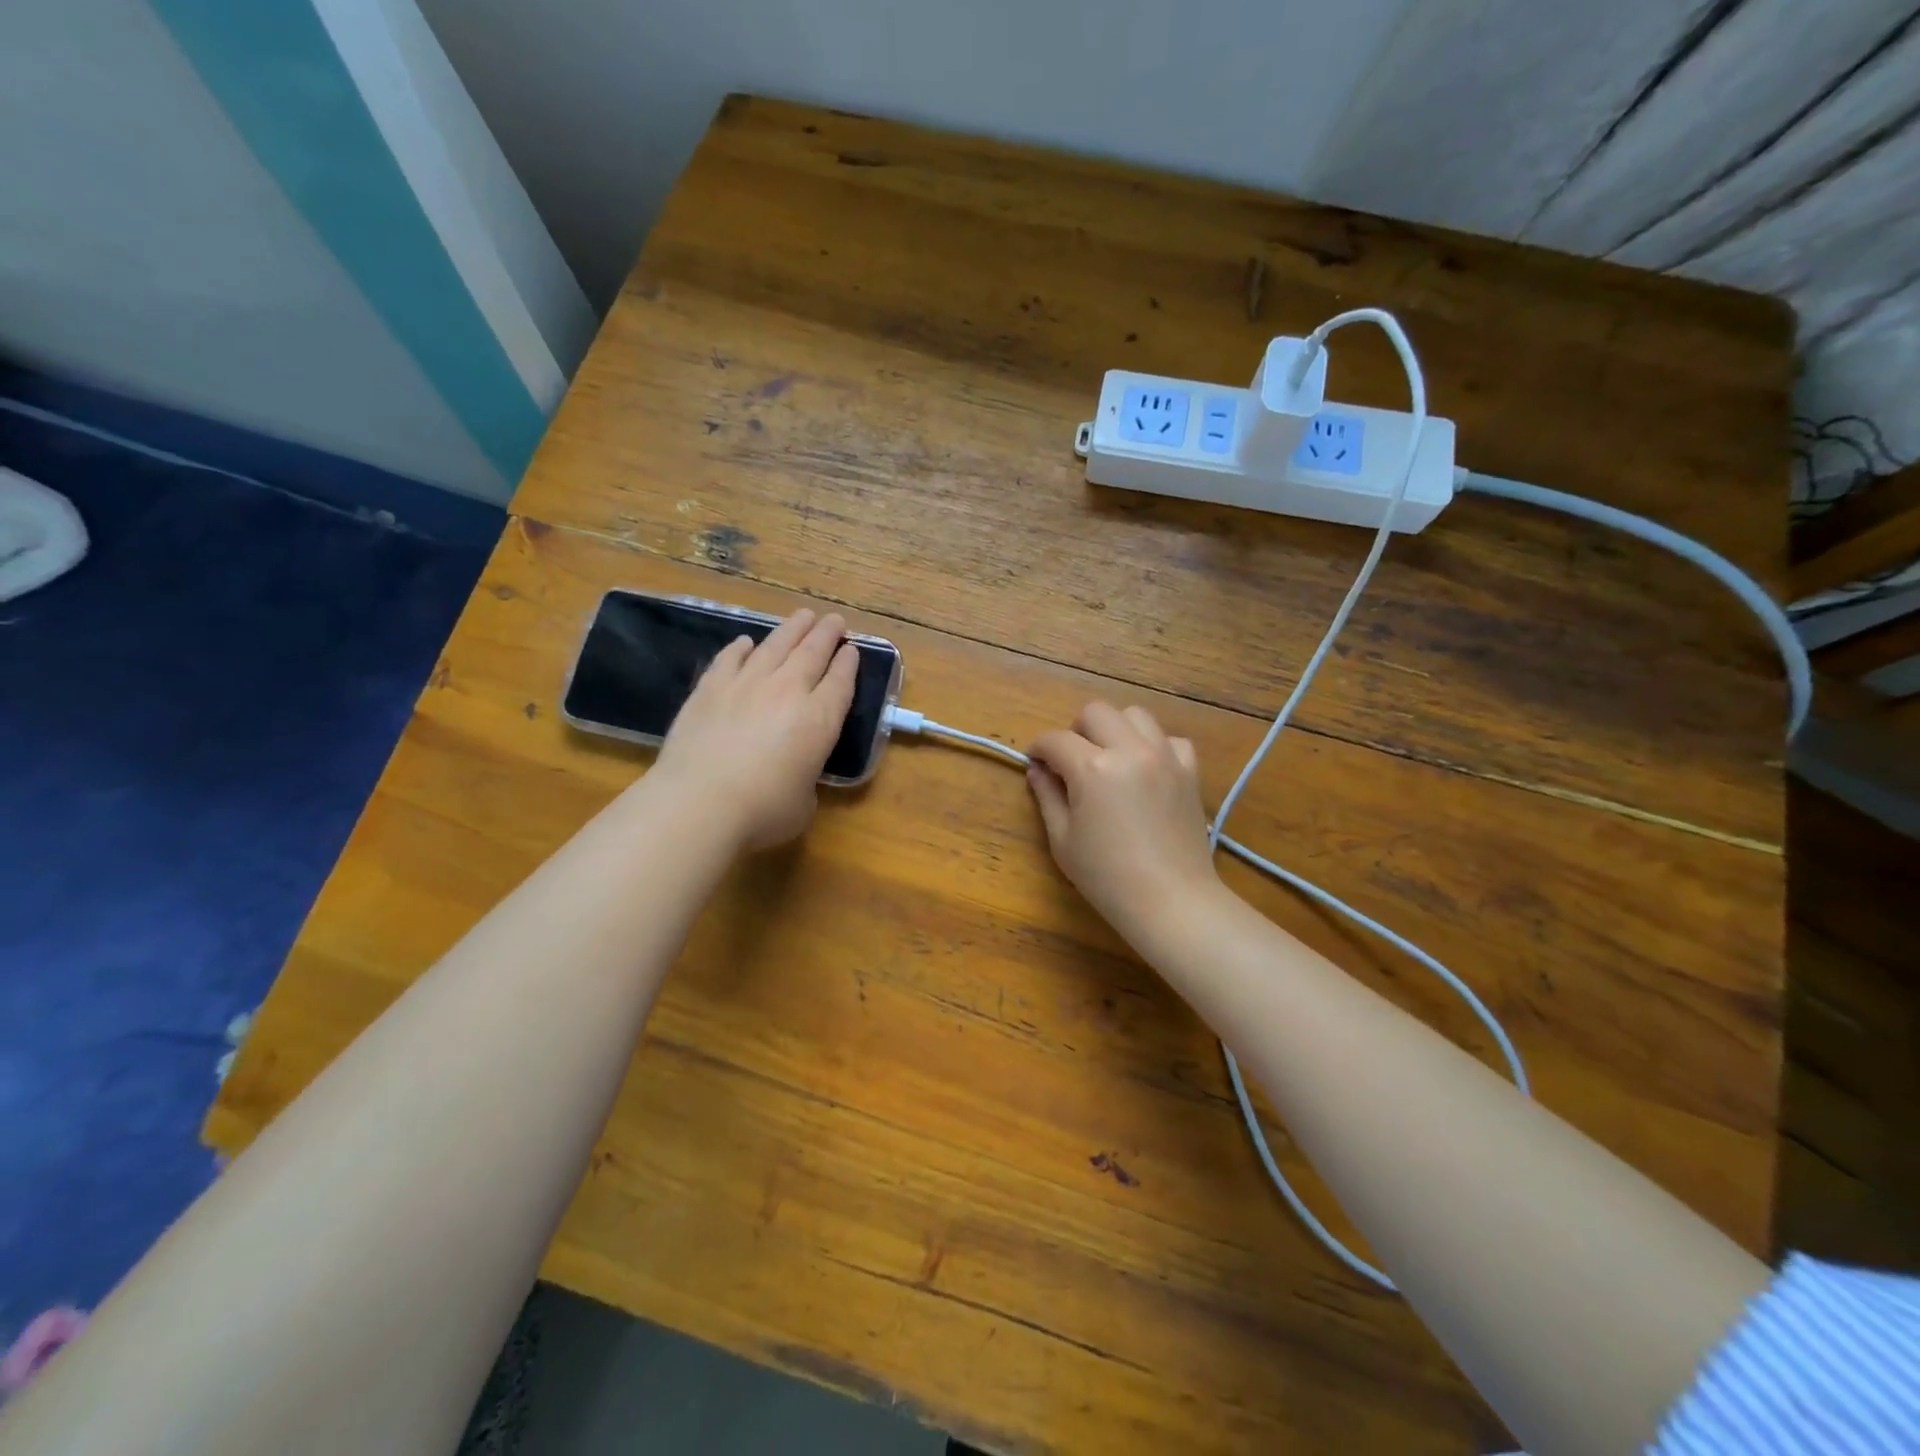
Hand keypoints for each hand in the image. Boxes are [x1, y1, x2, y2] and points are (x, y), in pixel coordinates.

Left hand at [652, 608, 857, 850]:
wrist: (700, 802)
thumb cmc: (762, 812)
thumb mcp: (803, 804)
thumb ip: (806, 780)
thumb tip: (795, 775)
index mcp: (820, 719)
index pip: (841, 682)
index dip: (849, 663)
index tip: (852, 649)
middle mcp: (788, 691)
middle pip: (812, 652)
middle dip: (826, 634)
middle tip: (834, 620)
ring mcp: (747, 684)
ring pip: (776, 646)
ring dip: (792, 629)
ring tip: (803, 616)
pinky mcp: (710, 688)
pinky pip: (731, 658)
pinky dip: (741, 648)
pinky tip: (746, 642)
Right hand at [1026, 702, 1219, 942]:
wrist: (1171, 901)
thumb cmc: (1107, 877)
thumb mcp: (1063, 840)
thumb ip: (1047, 797)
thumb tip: (1038, 770)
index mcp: (1093, 768)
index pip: (1056, 740)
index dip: (1039, 749)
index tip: (1035, 762)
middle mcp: (1130, 750)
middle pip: (1096, 712)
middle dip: (1076, 731)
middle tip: (1072, 761)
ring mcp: (1164, 757)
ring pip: (1135, 715)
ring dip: (1115, 729)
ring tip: (1110, 758)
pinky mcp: (1189, 771)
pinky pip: (1171, 739)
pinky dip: (1154, 746)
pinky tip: (1146, 770)